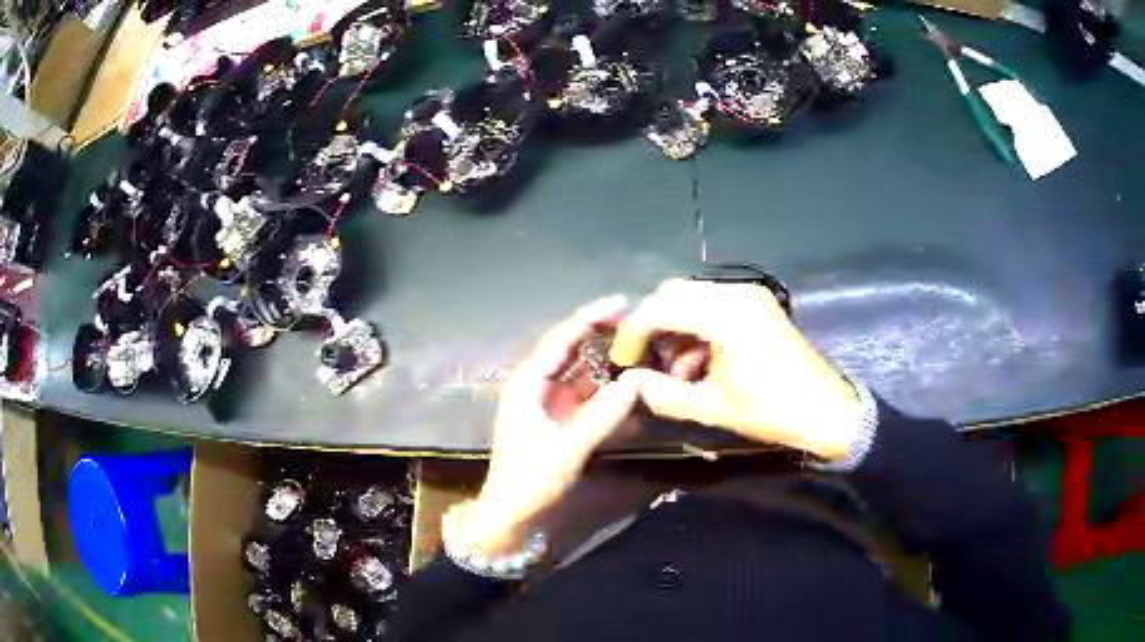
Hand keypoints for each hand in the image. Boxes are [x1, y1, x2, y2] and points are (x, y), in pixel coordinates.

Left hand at [458, 296, 640, 557]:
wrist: (511, 516)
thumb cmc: (529, 482)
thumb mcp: (566, 450)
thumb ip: (601, 418)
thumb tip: (635, 384)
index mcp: (528, 384)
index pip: (561, 340)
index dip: (589, 318)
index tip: (621, 301)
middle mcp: (537, 386)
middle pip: (572, 350)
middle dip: (600, 333)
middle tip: (637, 320)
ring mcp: (549, 403)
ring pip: (582, 372)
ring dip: (606, 359)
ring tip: (640, 344)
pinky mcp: (560, 420)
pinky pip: (586, 394)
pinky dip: (606, 386)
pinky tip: (628, 379)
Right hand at [612, 279, 859, 460]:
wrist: (827, 412)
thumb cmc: (772, 411)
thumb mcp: (713, 407)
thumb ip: (664, 394)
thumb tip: (630, 383)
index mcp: (726, 314)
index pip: (661, 309)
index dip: (633, 333)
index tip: (621, 360)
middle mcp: (736, 293)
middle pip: (674, 293)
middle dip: (652, 325)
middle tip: (644, 360)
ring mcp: (750, 296)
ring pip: (693, 298)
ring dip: (675, 327)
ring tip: (676, 371)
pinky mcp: (758, 306)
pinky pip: (714, 306)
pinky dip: (697, 328)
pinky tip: (699, 363)